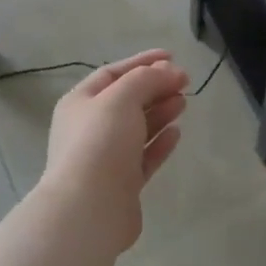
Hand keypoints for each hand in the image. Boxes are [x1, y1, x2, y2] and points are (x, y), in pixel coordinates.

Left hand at [41, 49, 189, 249]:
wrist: (89, 208)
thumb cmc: (100, 142)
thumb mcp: (122, 97)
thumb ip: (147, 79)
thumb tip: (169, 71)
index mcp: (80, 102)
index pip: (113, 73)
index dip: (142, 62)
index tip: (172, 57)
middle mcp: (90, 128)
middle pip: (127, 100)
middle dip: (155, 87)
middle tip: (185, 82)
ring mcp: (106, 157)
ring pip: (137, 128)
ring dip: (160, 112)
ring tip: (184, 102)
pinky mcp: (122, 183)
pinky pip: (144, 156)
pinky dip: (160, 142)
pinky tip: (177, 133)